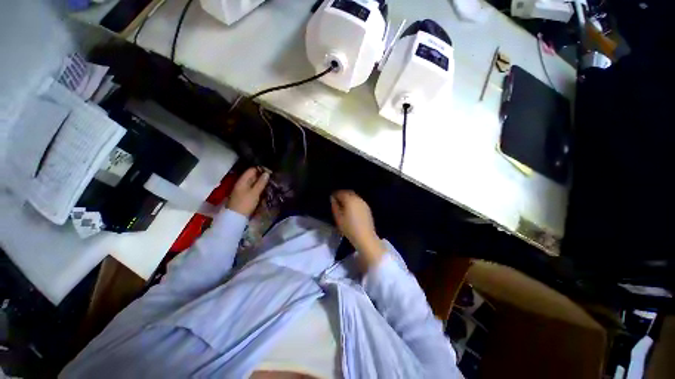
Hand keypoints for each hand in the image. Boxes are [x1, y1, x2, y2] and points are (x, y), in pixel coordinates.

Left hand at [228, 167, 269, 216]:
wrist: (236, 217)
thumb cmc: (245, 203)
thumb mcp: (255, 192)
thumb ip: (261, 182)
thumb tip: (267, 173)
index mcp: (242, 180)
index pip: (252, 170)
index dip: (261, 169)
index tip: (270, 172)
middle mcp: (242, 183)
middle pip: (252, 176)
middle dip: (262, 176)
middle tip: (272, 177)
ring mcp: (243, 189)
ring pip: (253, 182)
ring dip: (261, 182)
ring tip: (271, 183)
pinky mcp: (245, 195)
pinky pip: (253, 188)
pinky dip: (259, 187)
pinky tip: (265, 189)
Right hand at [330, 190, 384, 267]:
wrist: (365, 238)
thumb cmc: (349, 228)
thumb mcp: (338, 218)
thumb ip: (335, 206)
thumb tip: (333, 198)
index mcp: (350, 200)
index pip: (340, 192)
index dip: (335, 194)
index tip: (332, 198)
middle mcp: (358, 199)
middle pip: (348, 192)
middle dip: (342, 195)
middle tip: (337, 201)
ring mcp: (364, 203)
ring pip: (354, 196)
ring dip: (348, 198)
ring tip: (343, 206)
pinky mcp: (367, 208)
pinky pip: (359, 201)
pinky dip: (354, 202)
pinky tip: (351, 210)